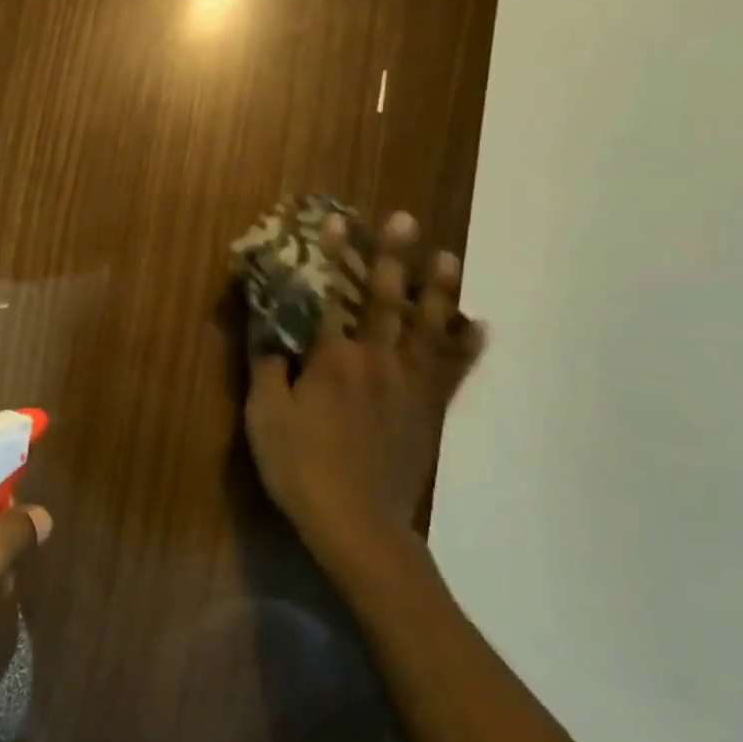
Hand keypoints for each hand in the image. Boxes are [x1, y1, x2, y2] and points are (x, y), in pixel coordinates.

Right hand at [245, 211, 485, 584]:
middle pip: (385, 300)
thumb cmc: (300, 467)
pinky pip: (452, 371)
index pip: (329, 295)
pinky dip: (466, 347)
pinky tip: (478, 326)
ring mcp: (408, 384)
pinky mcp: (429, 410)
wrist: (357, 522)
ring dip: (437, 289)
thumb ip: (266, 367)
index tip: (335, 221)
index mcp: (331, 358)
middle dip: (392, 257)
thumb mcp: (265, 417)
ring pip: (427, 327)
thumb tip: (265, 327)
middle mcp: (375, 359)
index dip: (331, 257)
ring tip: (447, 256)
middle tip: (404, 219)